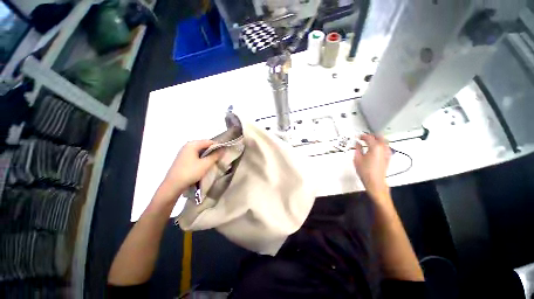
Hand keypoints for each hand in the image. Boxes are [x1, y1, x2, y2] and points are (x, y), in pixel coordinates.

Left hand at [159, 140, 223, 201]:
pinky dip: (202, 158)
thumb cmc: (190, 172)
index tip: (225, 152)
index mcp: (192, 144)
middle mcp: (187, 146)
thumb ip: (215, 155)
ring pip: (200, 151)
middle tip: (220, 157)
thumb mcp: (206, 164)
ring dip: (208, 155)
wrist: (173, 185)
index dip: (218, 146)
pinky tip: (205, 164)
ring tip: (214, 161)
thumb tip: (223, 149)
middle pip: (204, 145)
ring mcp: (184, 152)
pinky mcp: (182, 159)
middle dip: (213, 151)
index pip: (209, 141)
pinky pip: (195, 155)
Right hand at [353, 134, 391, 200]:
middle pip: (379, 137)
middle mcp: (383, 148)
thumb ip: (357, 148)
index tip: (358, 137)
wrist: (375, 182)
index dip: (363, 136)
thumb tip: (357, 143)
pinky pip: (386, 147)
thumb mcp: (357, 158)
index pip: (369, 137)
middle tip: (365, 137)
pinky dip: (380, 145)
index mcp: (375, 147)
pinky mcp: (388, 157)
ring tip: (370, 142)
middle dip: (372, 135)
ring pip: (384, 141)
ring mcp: (387, 153)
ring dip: (377, 139)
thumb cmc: (365, 171)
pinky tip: (375, 148)